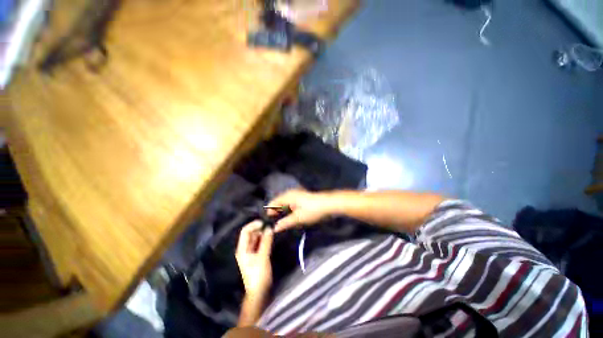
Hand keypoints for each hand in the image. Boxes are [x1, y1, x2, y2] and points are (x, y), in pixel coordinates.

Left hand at [235, 221, 273, 296]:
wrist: (259, 293)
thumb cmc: (258, 276)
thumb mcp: (263, 257)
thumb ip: (266, 242)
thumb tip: (269, 227)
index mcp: (242, 249)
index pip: (245, 231)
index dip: (254, 224)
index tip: (265, 221)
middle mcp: (245, 248)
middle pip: (251, 234)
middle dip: (260, 228)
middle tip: (270, 224)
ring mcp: (251, 252)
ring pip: (256, 238)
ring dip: (263, 232)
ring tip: (272, 228)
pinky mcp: (257, 255)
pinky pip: (260, 242)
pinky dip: (265, 238)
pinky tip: (271, 235)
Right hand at [267, 189, 332, 231]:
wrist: (327, 204)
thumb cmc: (312, 210)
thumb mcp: (297, 218)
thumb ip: (285, 223)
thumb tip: (275, 228)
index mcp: (288, 196)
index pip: (274, 202)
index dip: (269, 211)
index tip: (267, 220)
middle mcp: (290, 193)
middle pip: (278, 201)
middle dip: (275, 210)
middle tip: (273, 221)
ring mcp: (297, 194)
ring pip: (285, 201)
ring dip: (281, 209)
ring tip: (280, 219)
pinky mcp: (301, 196)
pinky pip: (290, 201)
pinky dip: (287, 207)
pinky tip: (289, 214)